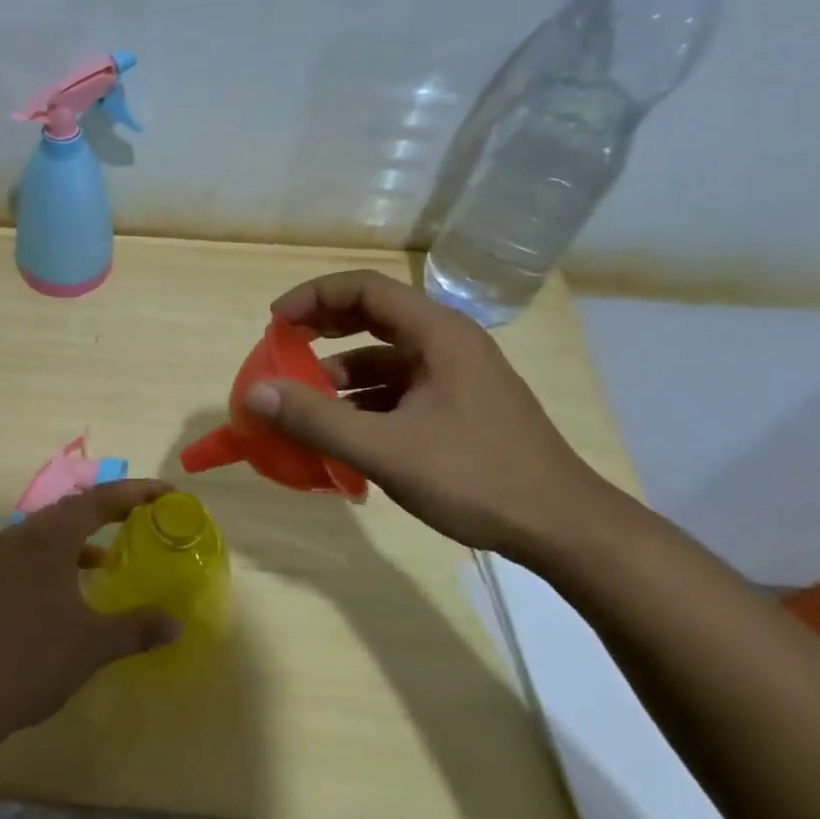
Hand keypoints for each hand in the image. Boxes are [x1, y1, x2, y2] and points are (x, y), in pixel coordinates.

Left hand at [0, 480, 181, 764]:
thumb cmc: (29, 661)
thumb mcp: (92, 645)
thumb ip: (136, 628)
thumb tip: (175, 623)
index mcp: (48, 537)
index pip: (99, 500)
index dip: (136, 492)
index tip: (167, 494)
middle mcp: (20, 536)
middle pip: (72, 509)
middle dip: (109, 509)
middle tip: (143, 516)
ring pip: (47, 532)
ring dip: (81, 536)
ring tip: (110, 554)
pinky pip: (30, 554)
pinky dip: (58, 558)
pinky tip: (70, 589)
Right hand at [242, 270, 626, 561]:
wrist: (565, 529)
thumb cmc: (476, 477)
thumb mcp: (386, 450)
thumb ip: (317, 420)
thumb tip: (254, 393)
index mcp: (438, 334)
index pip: (365, 289)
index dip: (314, 297)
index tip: (275, 323)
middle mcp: (449, 344)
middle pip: (375, 316)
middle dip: (323, 329)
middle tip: (283, 350)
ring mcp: (457, 377)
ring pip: (386, 357)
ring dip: (341, 372)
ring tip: (304, 401)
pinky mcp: (460, 408)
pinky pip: (399, 389)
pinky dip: (364, 400)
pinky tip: (344, 433)